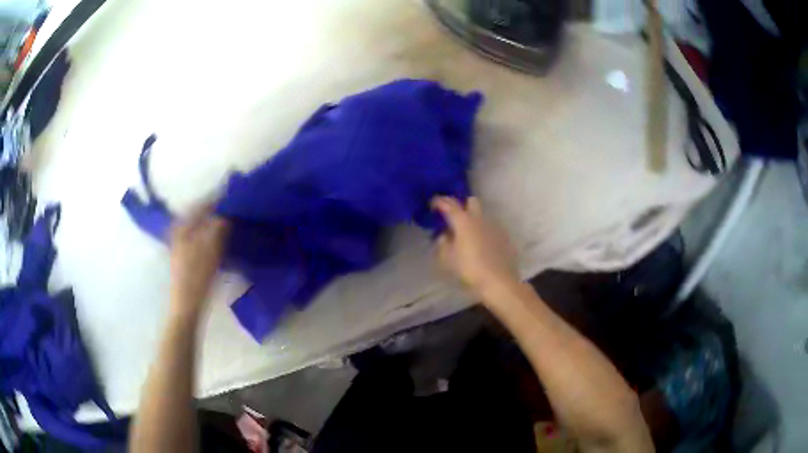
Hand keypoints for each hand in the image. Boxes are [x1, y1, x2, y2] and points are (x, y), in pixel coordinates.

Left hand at [169, 206, 228, 317]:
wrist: (186, 305)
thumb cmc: (196, 276)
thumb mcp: (210, 248)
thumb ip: (219, 226)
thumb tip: (228, 212)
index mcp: (182, 226)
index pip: (202, 204)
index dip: (218, 199)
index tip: (235, 195)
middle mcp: (180, 231)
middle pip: (201, 215)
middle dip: (217, 211)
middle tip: (236, 209)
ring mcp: (182, 244)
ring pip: (202, 227)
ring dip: (216, 223)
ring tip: (233, 222)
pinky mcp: (187, 256)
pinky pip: (202, 237)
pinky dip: (212, 235)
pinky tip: (223, 238)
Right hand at [432, 196, 520, 302]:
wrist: (498, 281)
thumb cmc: (469, 269)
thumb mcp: (447, 259)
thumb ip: (442, 243)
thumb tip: (444, 235)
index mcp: (463, 221)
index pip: (449, 204)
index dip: (439, 201)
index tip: (433, 204)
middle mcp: (479, 219)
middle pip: (471, 201)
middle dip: (462, 205)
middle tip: (454, 218)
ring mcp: (494, 227)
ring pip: (482, 215)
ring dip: (473, 220)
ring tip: (467, 235)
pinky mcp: (503, 237)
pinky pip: (490, 228)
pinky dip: (483, 232)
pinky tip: (481, 246)